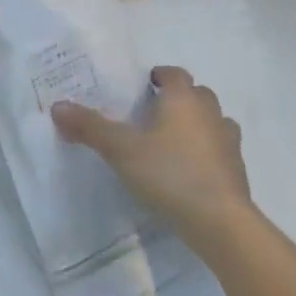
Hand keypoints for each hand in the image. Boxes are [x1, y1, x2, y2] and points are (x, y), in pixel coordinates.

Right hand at [52, 67, 258, 256]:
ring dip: (196, 125)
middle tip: (151, 113)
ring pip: (212, 122)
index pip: (175, 74)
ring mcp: (228, 142)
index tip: (143, 85)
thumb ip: (90, 127)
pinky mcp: (237, 170)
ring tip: (170, 142)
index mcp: (183, 100)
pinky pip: (219, 150)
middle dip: (178, 99)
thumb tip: (58, 106)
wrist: (219, 221)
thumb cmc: (169, 173)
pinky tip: (187, 170)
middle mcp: (210, 114)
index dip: (159, 76)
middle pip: (197, 95)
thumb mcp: (120, 149)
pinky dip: (205, 152)